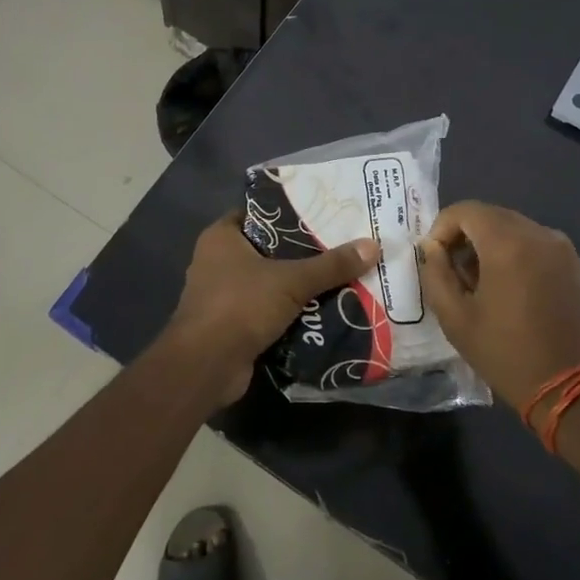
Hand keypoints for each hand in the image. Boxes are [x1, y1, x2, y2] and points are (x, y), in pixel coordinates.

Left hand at [162, 213, 380, 407]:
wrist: (206, 366)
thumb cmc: (240, 306)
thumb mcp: (291, 280)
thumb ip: (331, 265)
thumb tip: (373, 245)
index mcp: (221, 237)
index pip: (258, 213)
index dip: (288, 212)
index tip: (322, 213)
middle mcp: (216, 261)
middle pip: (267, 249)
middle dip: (300, 252)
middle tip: (339, 245)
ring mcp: (221, 295)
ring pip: (268, 282)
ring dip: (296, 285)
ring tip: (338, 277)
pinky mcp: (231, 325)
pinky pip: (266, 310)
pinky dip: (288, 312)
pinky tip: (322, 310)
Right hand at [419, 202, 579, 417]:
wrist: (577, 391)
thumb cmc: (508, 354)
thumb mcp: (456, 319)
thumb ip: (436, 274)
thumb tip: (433, 248)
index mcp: (508, 242)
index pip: (465, 210)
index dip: (441, 228)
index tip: (434, 259)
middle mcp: (539, 234)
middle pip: (491, 216)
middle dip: (466, 237)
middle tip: (453, 273)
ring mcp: (563, 250)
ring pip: (515, 230)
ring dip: (491, 247)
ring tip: (481, 286)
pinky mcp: (577, 268)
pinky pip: (537, 247)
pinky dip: (516, 256)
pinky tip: (511, 294)